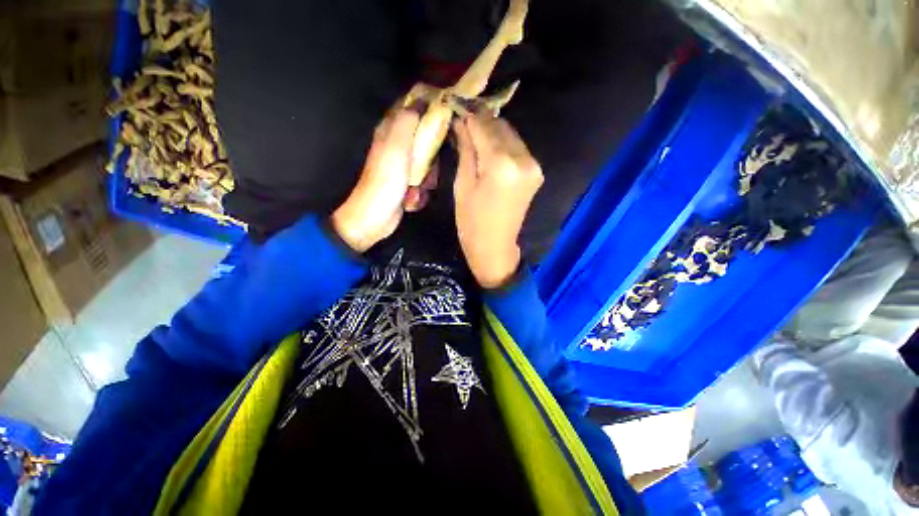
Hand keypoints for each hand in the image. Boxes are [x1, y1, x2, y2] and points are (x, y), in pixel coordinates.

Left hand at [331, 109, 424, 251]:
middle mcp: (397, 146)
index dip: (429, 106)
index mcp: (391, 131)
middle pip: (426, 140)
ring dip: (428, 179)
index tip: (446, 113)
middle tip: (430, 168)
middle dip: (432, 156)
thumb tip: (420, 99)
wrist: (375, 217)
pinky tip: (412, 198)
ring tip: (417, 188)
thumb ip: (407, 121)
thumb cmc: (386, 181)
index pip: (411, 107)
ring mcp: (403, 168)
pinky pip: (424, 181)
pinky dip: (422, 191)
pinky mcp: (407, 185)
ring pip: (429, 164)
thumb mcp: (396, 147)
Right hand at [453, 113, 542, 288]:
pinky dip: (503, 145)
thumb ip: (466, 150)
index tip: (456, 107)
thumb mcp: (462, 184)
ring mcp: (533, 165)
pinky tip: (490, 150)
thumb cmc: (471, 221)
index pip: (484, 125)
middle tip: (463, 123)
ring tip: (474, 136)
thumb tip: (462, 122)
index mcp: (501, 164)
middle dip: (481, 122)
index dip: (469, 115)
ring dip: (493, 132)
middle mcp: (523, 159)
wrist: (494, 246)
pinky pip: (517, 148)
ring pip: (511, 135)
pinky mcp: (535, 172)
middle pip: (501, 126)